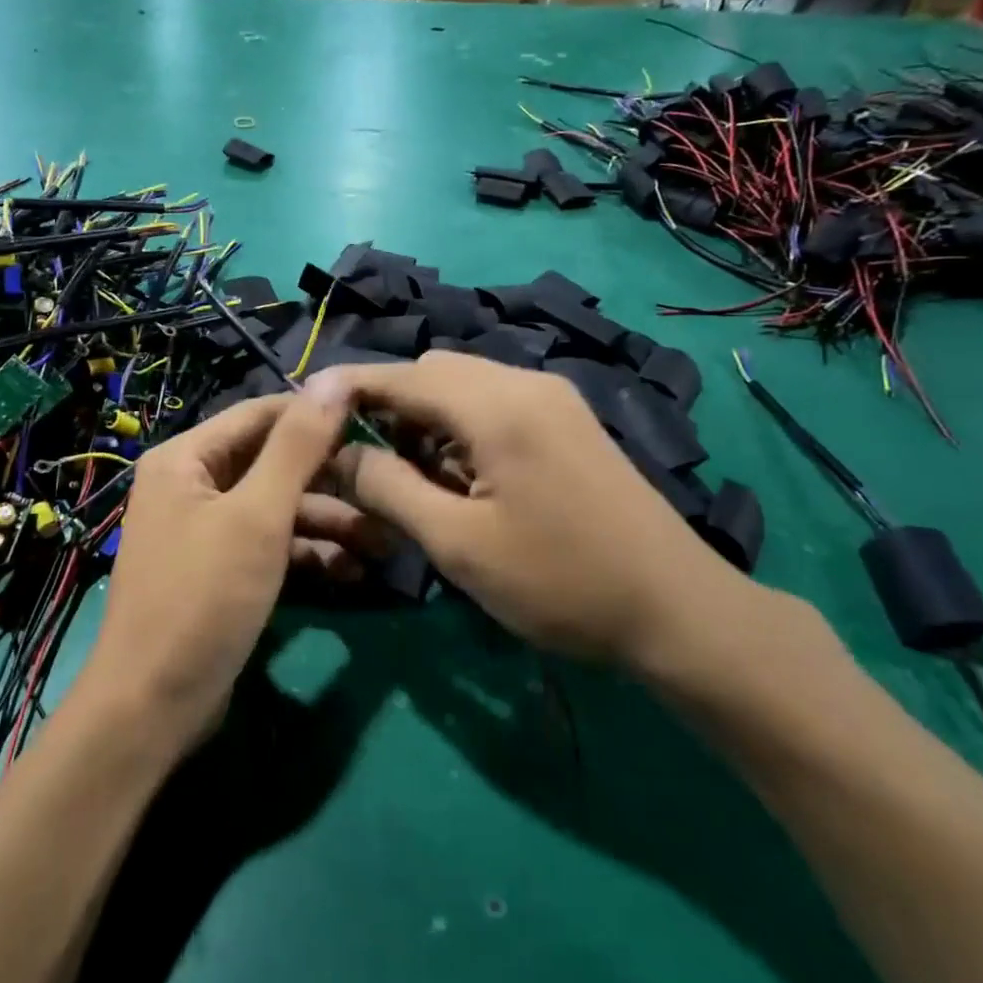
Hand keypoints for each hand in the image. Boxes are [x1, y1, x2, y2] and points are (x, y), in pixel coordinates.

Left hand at [82, 392, 375, 754]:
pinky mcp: (221, 570)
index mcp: (186, 457)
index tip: (375, 421)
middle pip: (272, 463)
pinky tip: (351, 573)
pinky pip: (270, 545)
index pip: (261, 415)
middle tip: (387, 492)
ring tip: (383, 544)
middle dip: (330, 481)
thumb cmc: (204, 598)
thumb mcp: (257, 516)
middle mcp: (192, 484)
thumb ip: (297, 447)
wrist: (153, 708)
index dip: (317, 415)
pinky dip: (307, 554)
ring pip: (277, 508)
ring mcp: (206, 530)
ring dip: (327, 523)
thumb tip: (333, 379)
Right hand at [311, 353, 751, 668]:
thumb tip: (338, 454)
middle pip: (434, 372)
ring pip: (464, 387)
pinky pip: (494, 405)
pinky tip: (457, 475)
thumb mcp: (458, 543)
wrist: (677, 610)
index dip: (348, 386)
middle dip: (389, 404)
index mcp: (496, 405)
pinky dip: (460, 427)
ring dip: (425, 417)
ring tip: (406, 474)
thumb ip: (389, 488)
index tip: (304, 404)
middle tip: (361, 458)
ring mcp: (553, 400)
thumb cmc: (560, 581)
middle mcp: (525, 383)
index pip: (403, 375)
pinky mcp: (567, 422)